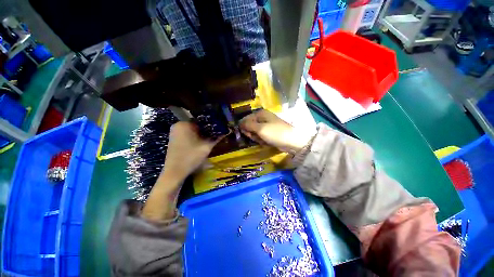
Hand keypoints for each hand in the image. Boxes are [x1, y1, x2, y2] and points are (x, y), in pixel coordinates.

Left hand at [162, 122, 221, 180]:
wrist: (175, 172)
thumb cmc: (191, 157)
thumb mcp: (206, 147)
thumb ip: (217, 137)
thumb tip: (227, 130)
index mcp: (184, 124)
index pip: (202, 120)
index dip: (212, 125)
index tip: (219, 129)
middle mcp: (178, 125)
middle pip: (197, 125)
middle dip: (207, 130)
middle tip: (216, 134)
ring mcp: (175, 132)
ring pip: (193, 130)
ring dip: (202, 134)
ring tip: (211, 138)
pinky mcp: (174, 138)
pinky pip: (188, 134)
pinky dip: (195, 137)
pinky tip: (201, 142)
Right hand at [240, 110, 312, 153]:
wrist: (292, 141)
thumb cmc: (275, 133)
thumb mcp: (260, 129)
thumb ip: (248, 125)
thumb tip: (239, 123)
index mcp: (260, 114)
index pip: (246, 119)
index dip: (244, 127)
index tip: (246, 133)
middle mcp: (263, 118)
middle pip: (250, 126)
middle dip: (252, 133)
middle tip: (257, 137)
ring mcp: (267, 126)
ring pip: (255, 132)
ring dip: (257, 138)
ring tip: (263, 140)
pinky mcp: (269, 133)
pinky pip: (261, 136)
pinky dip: (262, 140)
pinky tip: (266, 142)